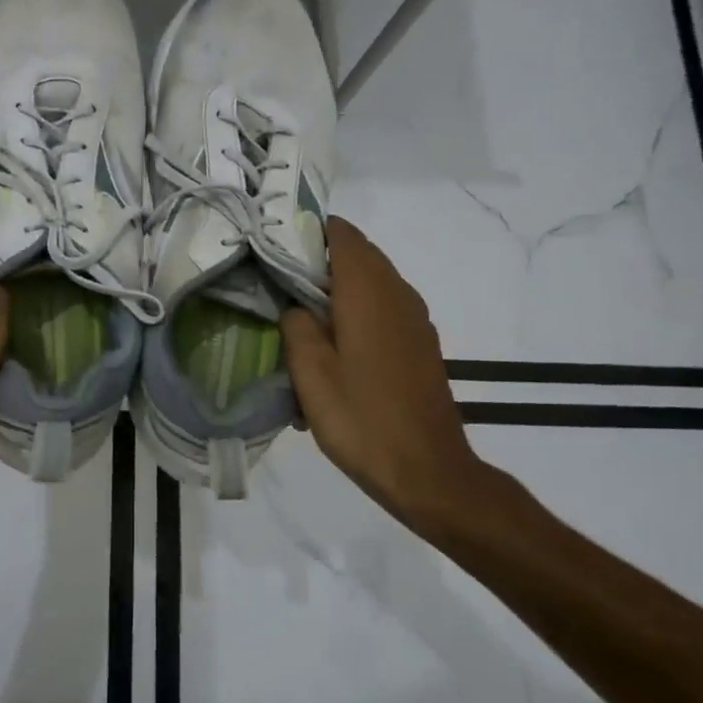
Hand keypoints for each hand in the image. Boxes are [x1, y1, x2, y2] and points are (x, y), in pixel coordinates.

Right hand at [281, 217, 528, 540]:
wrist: (427, 471)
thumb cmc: (361, 419)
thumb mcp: (310, 373)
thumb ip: (296, 325)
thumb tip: (295, 306)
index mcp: (368, 291)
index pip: (341, 234)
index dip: (307, 231)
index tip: (275, 246)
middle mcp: (397, 294)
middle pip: (357, 255)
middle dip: (318, 260)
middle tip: (277, 281)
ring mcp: (414, 319)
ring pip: (372, 282)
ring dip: (338, 288)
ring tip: (301, 315)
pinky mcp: (420, 344)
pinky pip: (384, 308)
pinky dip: (357, 311)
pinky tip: (334, 347)